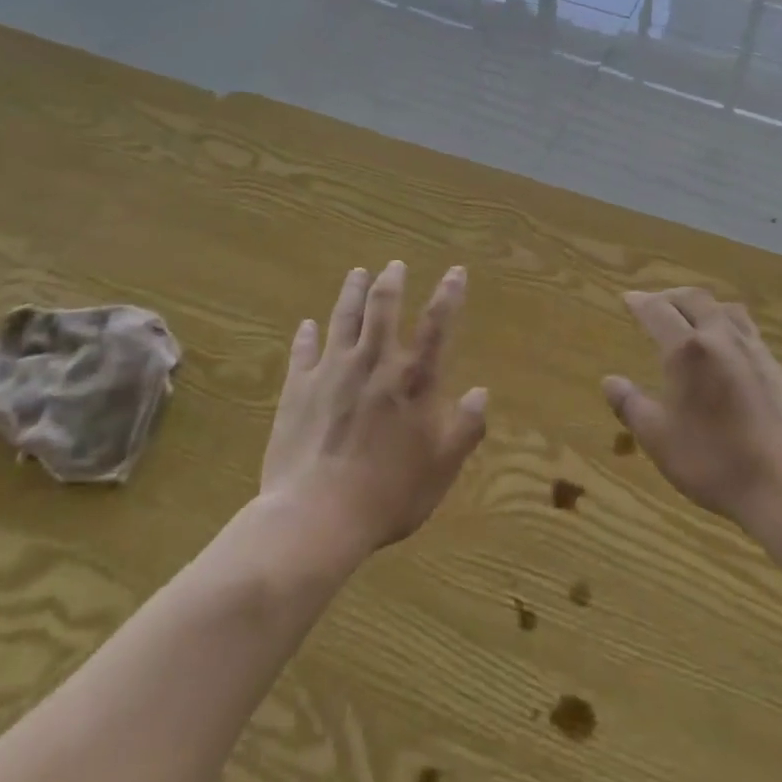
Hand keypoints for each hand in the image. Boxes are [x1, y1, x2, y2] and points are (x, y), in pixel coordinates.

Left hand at [261, 262, 487, 555]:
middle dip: (391, 282)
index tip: (456, 270)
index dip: (449, 295)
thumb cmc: (387, 494)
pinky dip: (306, 335)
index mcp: (412, 380)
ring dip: (351, 293)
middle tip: (394, 265)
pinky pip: (303, 352)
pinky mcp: (298, 388)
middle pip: (383, 308)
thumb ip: (465, 428)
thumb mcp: (440, 468)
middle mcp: (374, 363)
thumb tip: (482, 392)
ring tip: (357, 273)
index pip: (436, 326)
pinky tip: (307, 325)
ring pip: (343, 318)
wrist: (316, 516)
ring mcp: (332, 371)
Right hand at [604, 288, 781, 536]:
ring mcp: (753, 350)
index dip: (639, 301)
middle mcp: (720, 338)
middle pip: (693, 299)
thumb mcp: (658, 438)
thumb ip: (630, 405)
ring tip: (690, 317)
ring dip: (700, 305)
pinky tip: (724, 347)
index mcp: (688, 350)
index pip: (658, 310)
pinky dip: (725, 323)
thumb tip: (609, 380)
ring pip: (724, 309)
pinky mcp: (775, 367)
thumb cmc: (713, 462)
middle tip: (654, 304)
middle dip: (669, 296)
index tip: (627, 298)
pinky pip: (746, 328)